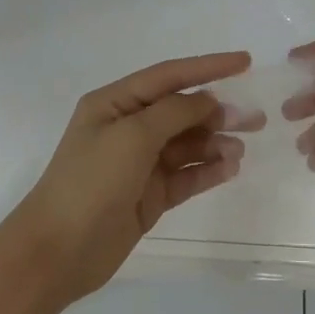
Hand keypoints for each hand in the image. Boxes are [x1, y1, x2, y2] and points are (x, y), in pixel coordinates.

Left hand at [9, 51, 261, 305]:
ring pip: (187, 145)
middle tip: (255, 119)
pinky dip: (208, 170)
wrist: (58, 251)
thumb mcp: (132, 136)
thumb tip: (208, 100)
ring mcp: (139, 164)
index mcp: (114, 104)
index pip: (168, 76)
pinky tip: (231, 168)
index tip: (246, 62)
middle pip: (181, 111)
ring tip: (240, 150)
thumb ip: (175, 113)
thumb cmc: (91, 182)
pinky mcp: (149, 196)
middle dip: (217, 112)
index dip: (208, 66)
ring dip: (215, 143)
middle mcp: (128, 129)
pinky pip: (186, 175)